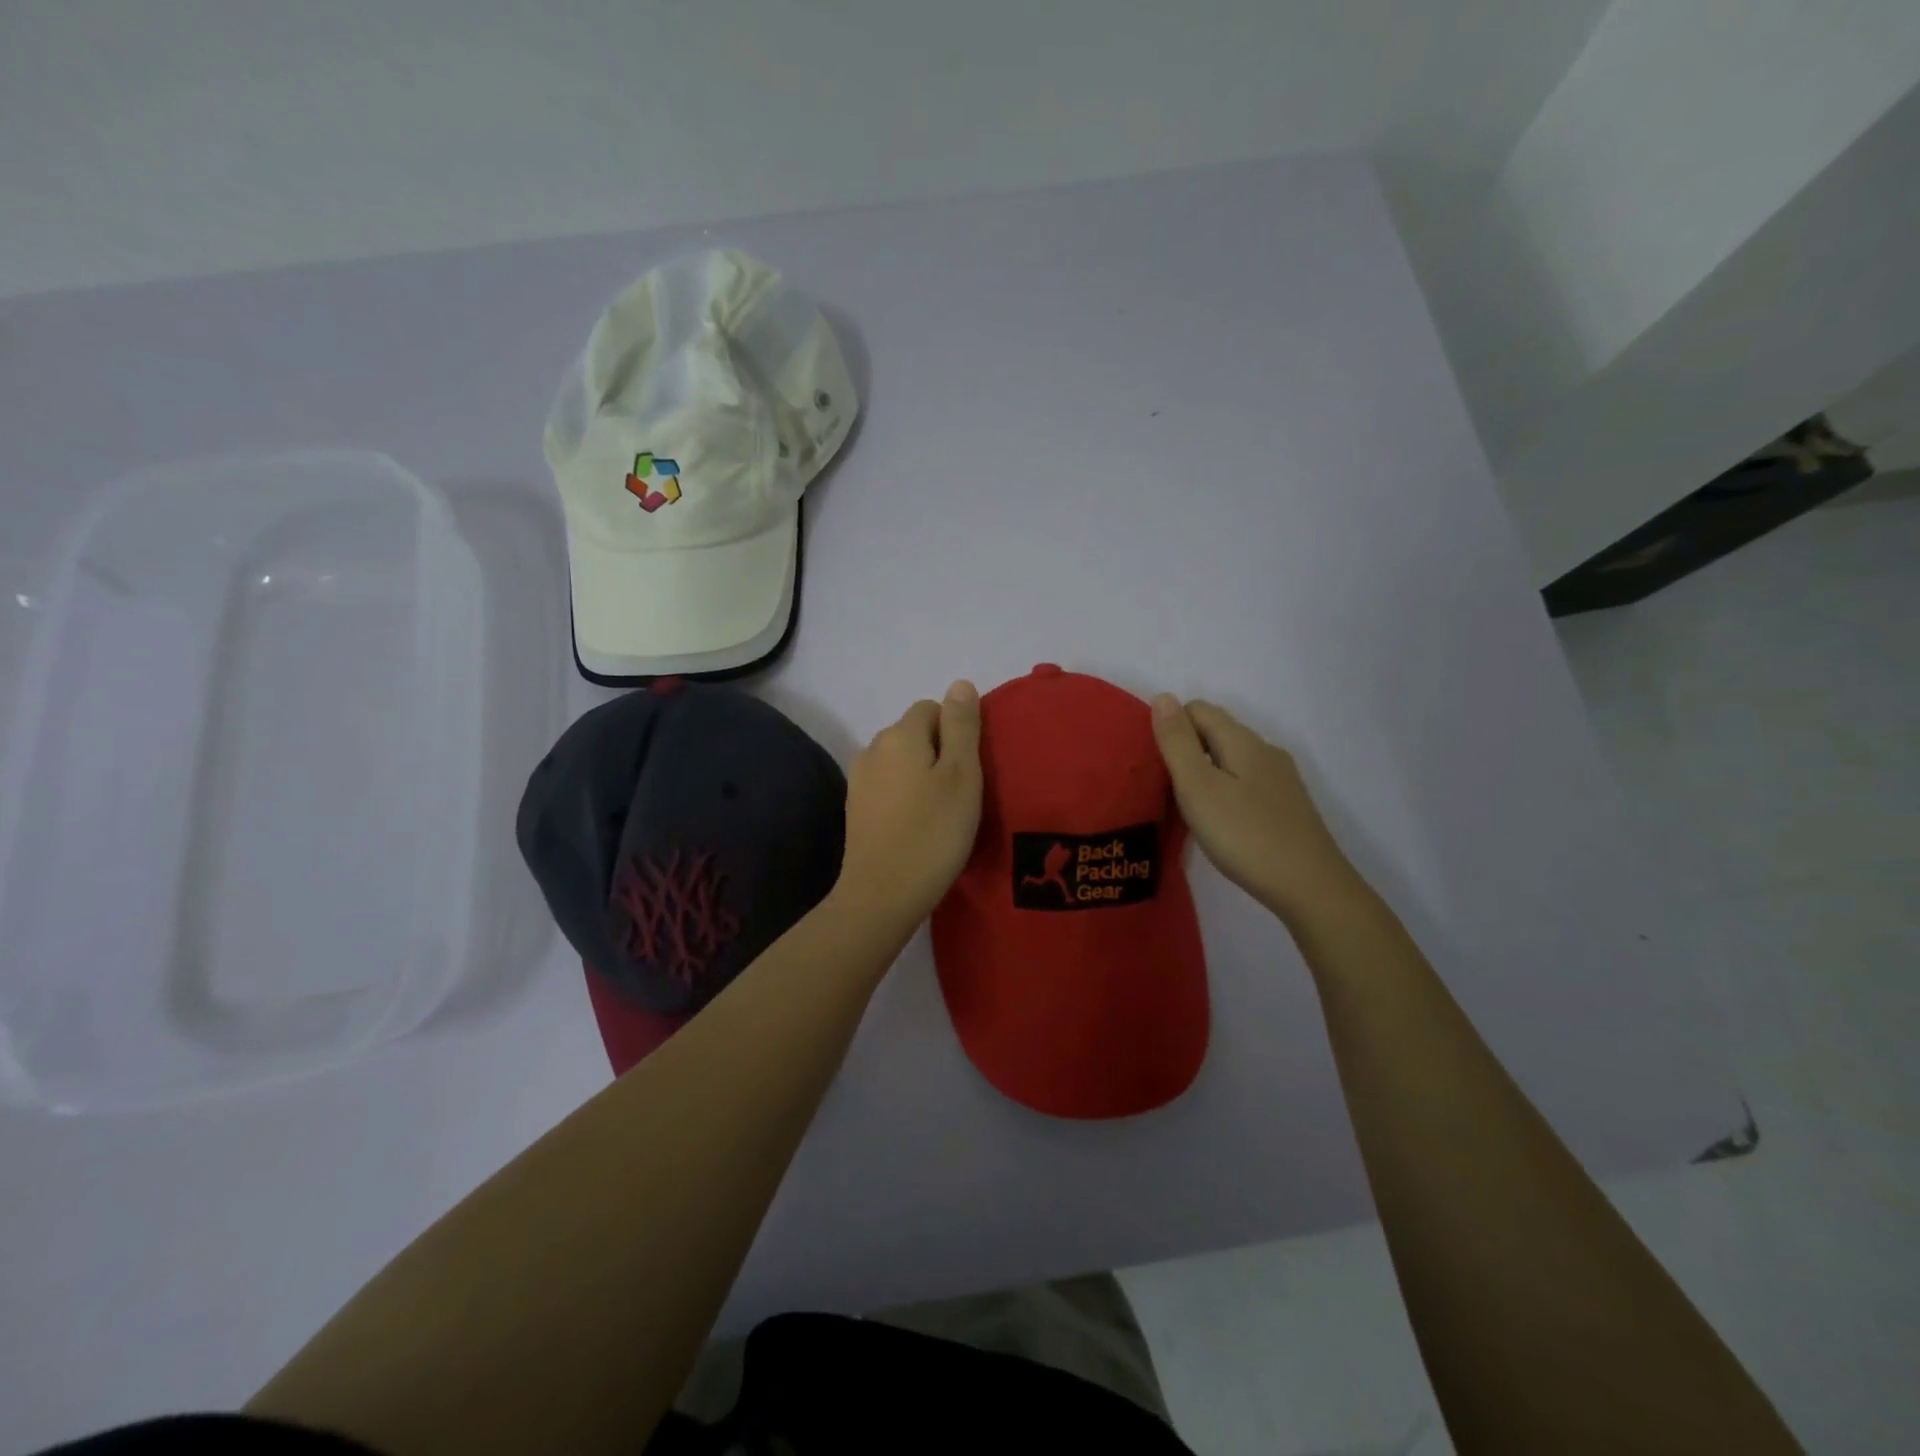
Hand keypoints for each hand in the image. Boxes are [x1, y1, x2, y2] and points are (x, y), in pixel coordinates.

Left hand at [836, 681, 983, 933]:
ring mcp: (859, 780)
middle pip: (914, 734)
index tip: (969, 770)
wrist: (882, 894)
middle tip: (960, 794)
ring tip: (940, 813)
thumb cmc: (933, 832)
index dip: (956, 732)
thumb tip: (960, 684)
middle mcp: (872, 748)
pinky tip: (916, 826)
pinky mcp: (856, 809)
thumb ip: (962, 726)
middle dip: (939, 753)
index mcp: (899, 734)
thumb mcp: (961, 775)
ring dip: (921, 776)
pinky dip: (904, 797)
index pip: (932, 708)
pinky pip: (888, 787)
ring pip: (901, 762)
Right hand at [1151, 696, 1361, 923]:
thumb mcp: (1198, 788)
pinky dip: (1225, 790)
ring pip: (1232, 758)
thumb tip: (1163, 697)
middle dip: (1186, 748)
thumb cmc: (1245, 835)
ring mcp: (1281, 779)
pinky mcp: (1287, 805)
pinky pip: (1246, 781)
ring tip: (1187, 807)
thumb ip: (1177, 743)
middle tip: (1163, 787)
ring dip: (1205, 771)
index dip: (1171, 727)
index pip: (1198, 709)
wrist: (1310, 887)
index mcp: (1242, 740)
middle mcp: (1265, 750)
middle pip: (1217, 731)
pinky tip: (1220, 821)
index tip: (1154, 763)